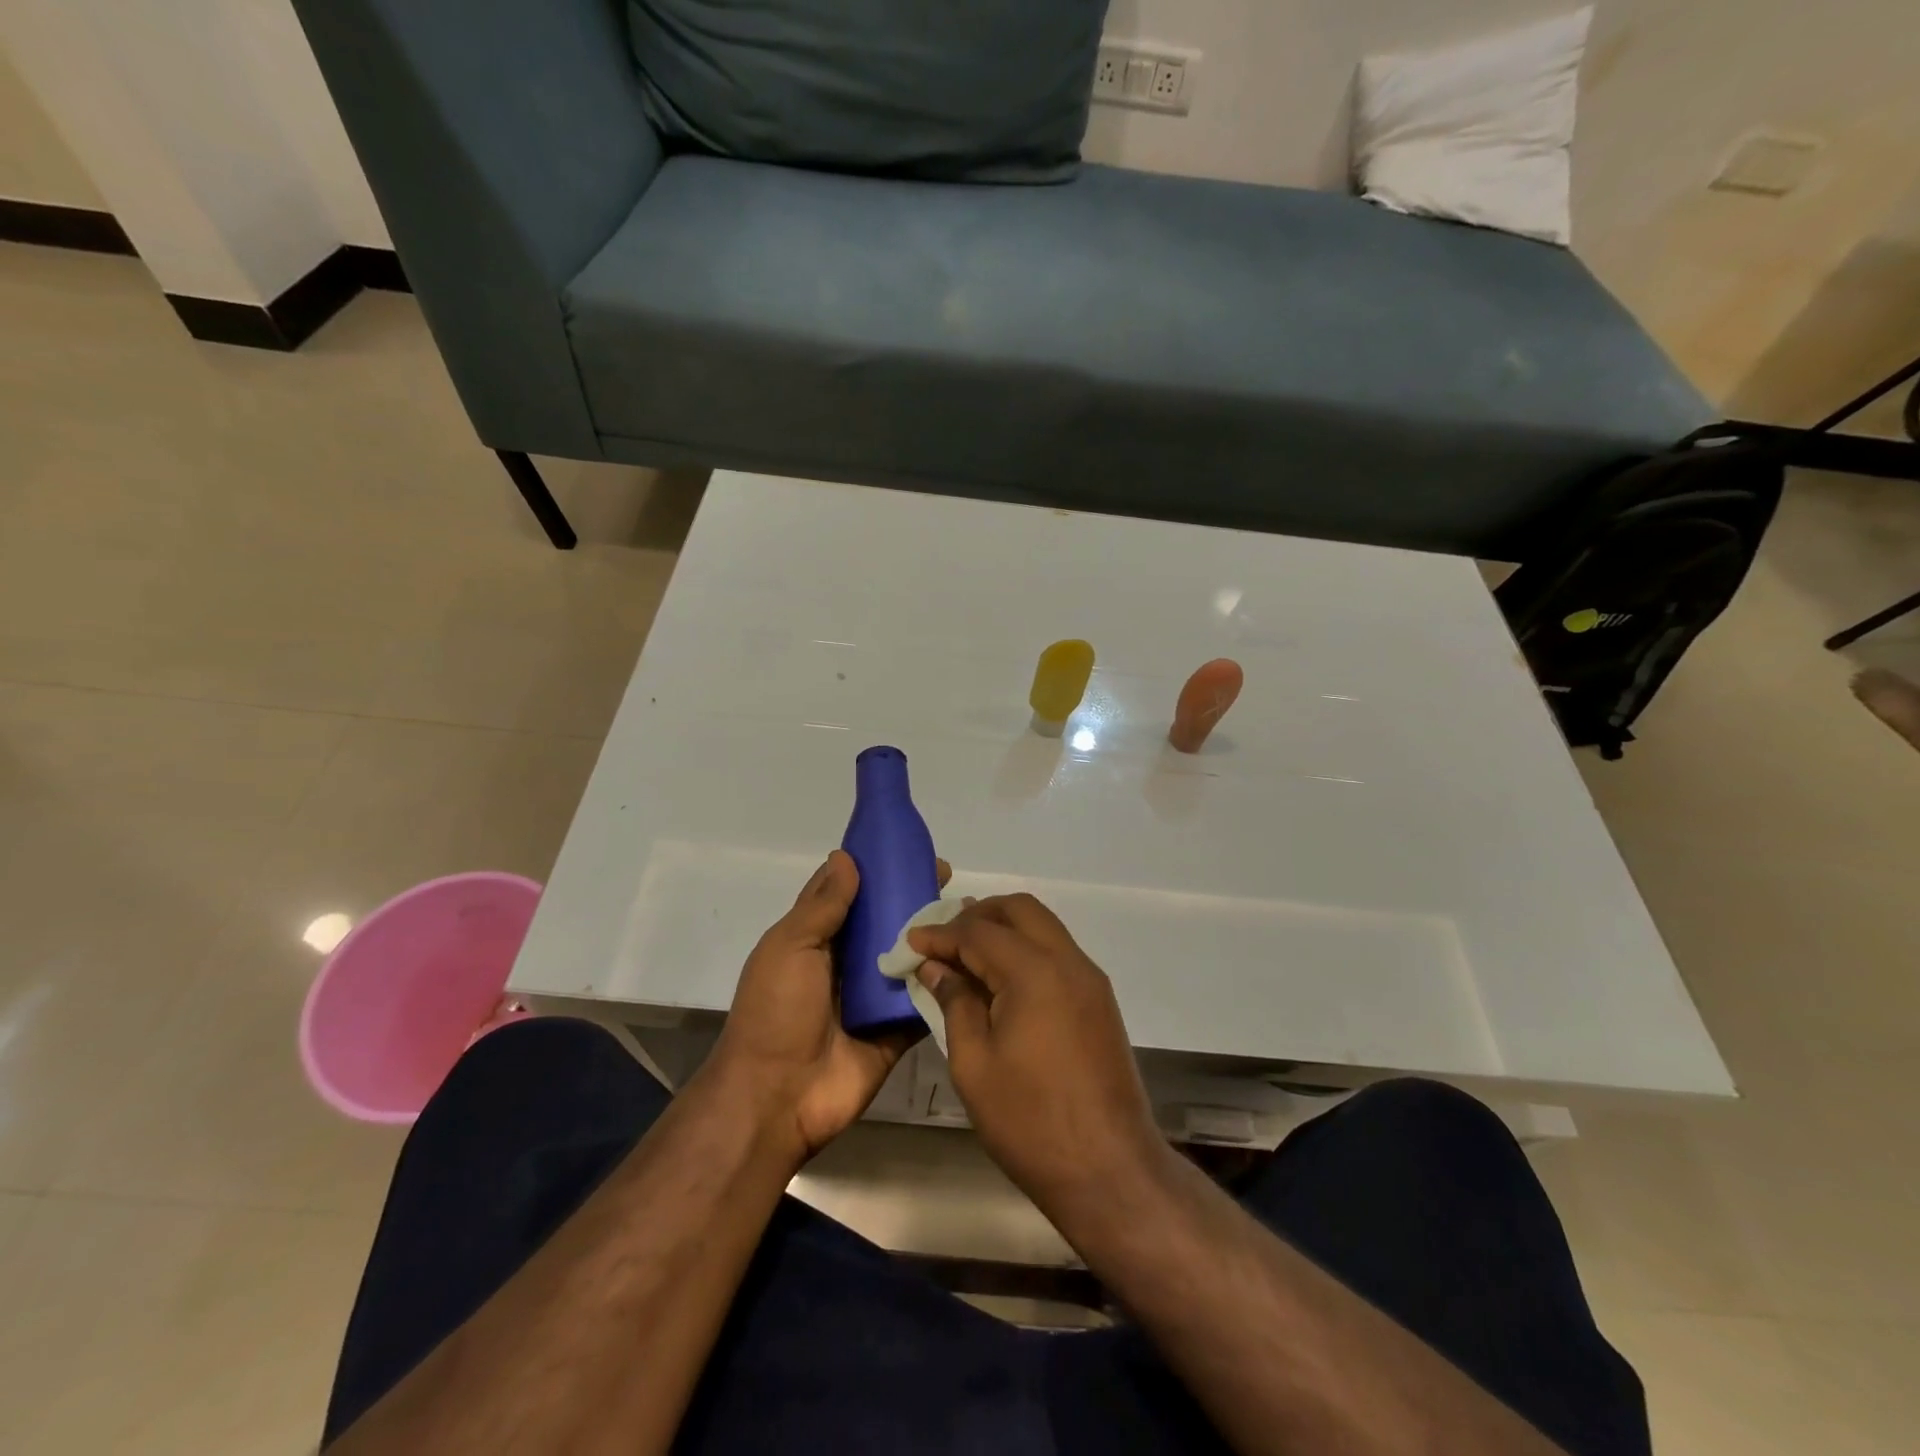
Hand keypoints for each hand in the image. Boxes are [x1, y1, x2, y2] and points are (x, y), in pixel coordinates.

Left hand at [706, 850, 944, 1162]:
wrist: (777, 1097)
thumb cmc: (776, 1011)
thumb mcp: (790, 947)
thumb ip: (822, 905)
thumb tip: (845, 856)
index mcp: (816, 939)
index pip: (849, 893)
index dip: (874, 868)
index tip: (907, 848)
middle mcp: (847, 963)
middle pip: (885, 922)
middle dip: (913, 898)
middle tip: (948, 877)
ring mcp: (874, 996)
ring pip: (910, 956)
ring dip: (936, 936)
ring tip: (971, 912)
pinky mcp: (897, 1028)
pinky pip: (926, 999)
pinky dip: (946, 981)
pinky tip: (976, 957)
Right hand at [907, 894, 1166, 1212]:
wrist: (1110, 1169)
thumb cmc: (1030, 1121)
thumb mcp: (974, 1065)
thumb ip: (955, 1004)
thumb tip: (937, 968)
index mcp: (1035, 972)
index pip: (979, 932)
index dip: (941, 933)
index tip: (911, 940)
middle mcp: (1068, 961)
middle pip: (1020, 909)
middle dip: (978, 915)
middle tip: (943, 939)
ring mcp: (1089, 979)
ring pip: (1043, 926)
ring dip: (1004, 929)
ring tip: (967, 954)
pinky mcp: (1099, 1000)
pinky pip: (1057, 952)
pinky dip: (1026, 950)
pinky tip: (1001, 979)